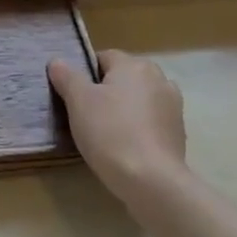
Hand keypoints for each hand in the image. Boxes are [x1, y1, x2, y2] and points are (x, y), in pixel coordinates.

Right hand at [48, 49, 189, 197]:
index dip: (84, 74)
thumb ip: (67, 77)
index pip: (103, 57)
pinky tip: (126, 145)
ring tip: (106, 131)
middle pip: (124, 77)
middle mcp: (159, 78)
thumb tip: (57, 61)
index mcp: (134, 65)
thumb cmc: (110, 132)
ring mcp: (173, 105)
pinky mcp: (178, 131)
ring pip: (139, 99)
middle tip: (86, 114)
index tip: (73, 96)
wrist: (150, 179)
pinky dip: (138, 126)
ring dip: (125, 108)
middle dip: (106, 90)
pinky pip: (151, 120)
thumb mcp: (78, 101)